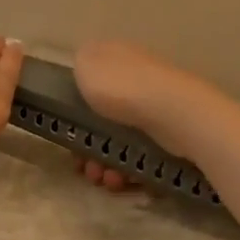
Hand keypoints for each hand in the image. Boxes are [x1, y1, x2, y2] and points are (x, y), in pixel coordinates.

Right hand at [71, 40, 224, 190]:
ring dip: (106, 164)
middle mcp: (136, 80)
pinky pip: (141, 155)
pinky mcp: (170, 134)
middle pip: (103, 119)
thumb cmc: (121, 87)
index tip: (65, 133)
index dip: (73, 111)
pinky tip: (123, 180)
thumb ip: (80, 64)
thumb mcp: (87, 64)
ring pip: (121, 141)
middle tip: (85, 167)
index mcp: (116, 59)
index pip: (90, 83)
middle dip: (89, 147)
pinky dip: (128, 170)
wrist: (173, 112)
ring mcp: (155, 108)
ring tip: (106, 179)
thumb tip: (85, 69)